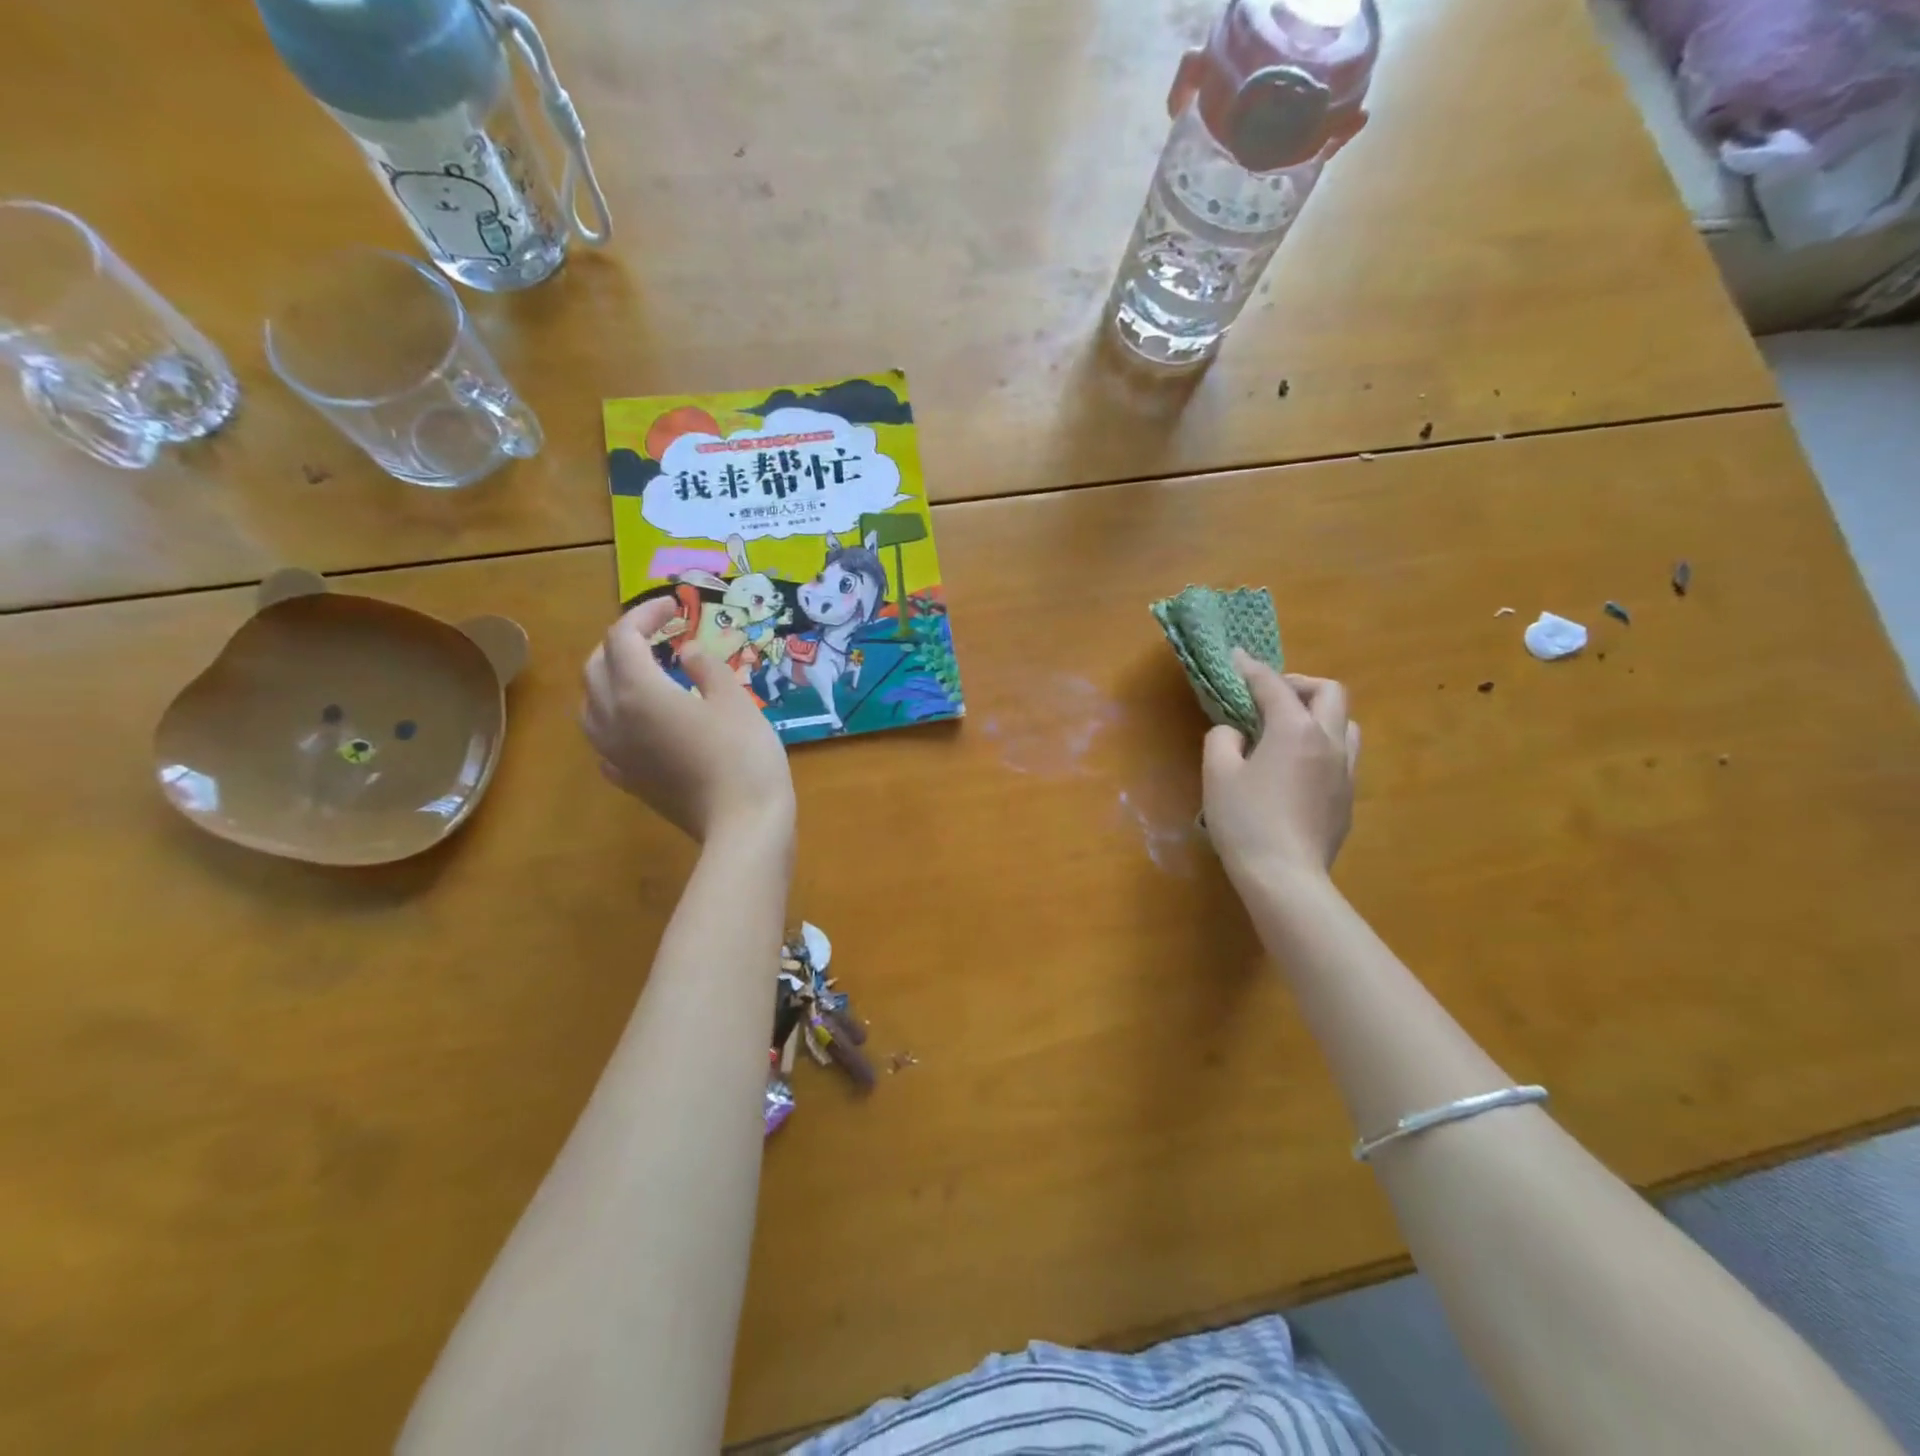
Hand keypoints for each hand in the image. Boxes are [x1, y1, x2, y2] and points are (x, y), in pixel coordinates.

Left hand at [581, 598, 795, 842]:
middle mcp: (612, 717)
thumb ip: (707, 667)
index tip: (675, 607)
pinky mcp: (626, 779)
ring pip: (590, 702)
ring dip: (609, 677)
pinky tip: (637, 722)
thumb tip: (688, 653)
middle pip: (597, 665)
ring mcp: (614, 752)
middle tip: (657, 634)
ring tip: (641, 672)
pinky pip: (603, 738)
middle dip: (622, 642)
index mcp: (637, 690)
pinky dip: (614, 717)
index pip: (623, 637)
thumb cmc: (743, 754)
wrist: (742, 823)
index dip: (645, 615)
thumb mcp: (735, 699)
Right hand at [1202, 651, 1359, 883]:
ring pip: (1345, 723)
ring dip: (1318, 714)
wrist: (1286, 877)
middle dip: (1298, 684)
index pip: (1273, 686)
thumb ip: (1222, 740)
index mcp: (1294, 730)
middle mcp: (1329, 741)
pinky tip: (1296, 766)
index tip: (1236, 657)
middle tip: (1269, 695)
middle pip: (1329, 692)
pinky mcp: (1348, 797)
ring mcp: (1346, 771)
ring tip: (1288, 729)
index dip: (1251, 668)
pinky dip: (1321, 744)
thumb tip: (1236, 733)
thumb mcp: (1218, 774)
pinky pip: (1343, 754)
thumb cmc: (1245, 821)